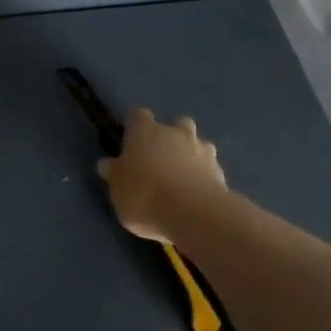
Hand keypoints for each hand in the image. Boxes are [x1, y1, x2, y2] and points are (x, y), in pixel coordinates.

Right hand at [99, 108, 226, 242]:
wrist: (194, 214)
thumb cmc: (144, 195)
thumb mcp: (117, 188)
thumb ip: (114, 173)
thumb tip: (108, 164)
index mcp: (145, 131)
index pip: (138, 116)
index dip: (134, 127)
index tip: (130, 142)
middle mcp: (176, 133)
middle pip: (176, 124)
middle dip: (170, 137)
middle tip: (160, 159)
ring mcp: (203, 150)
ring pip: (197, 144)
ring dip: (191, 155)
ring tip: (181, 179)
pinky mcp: (222, 172)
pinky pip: (210, 168)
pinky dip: (204, 177)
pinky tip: (196, 196)